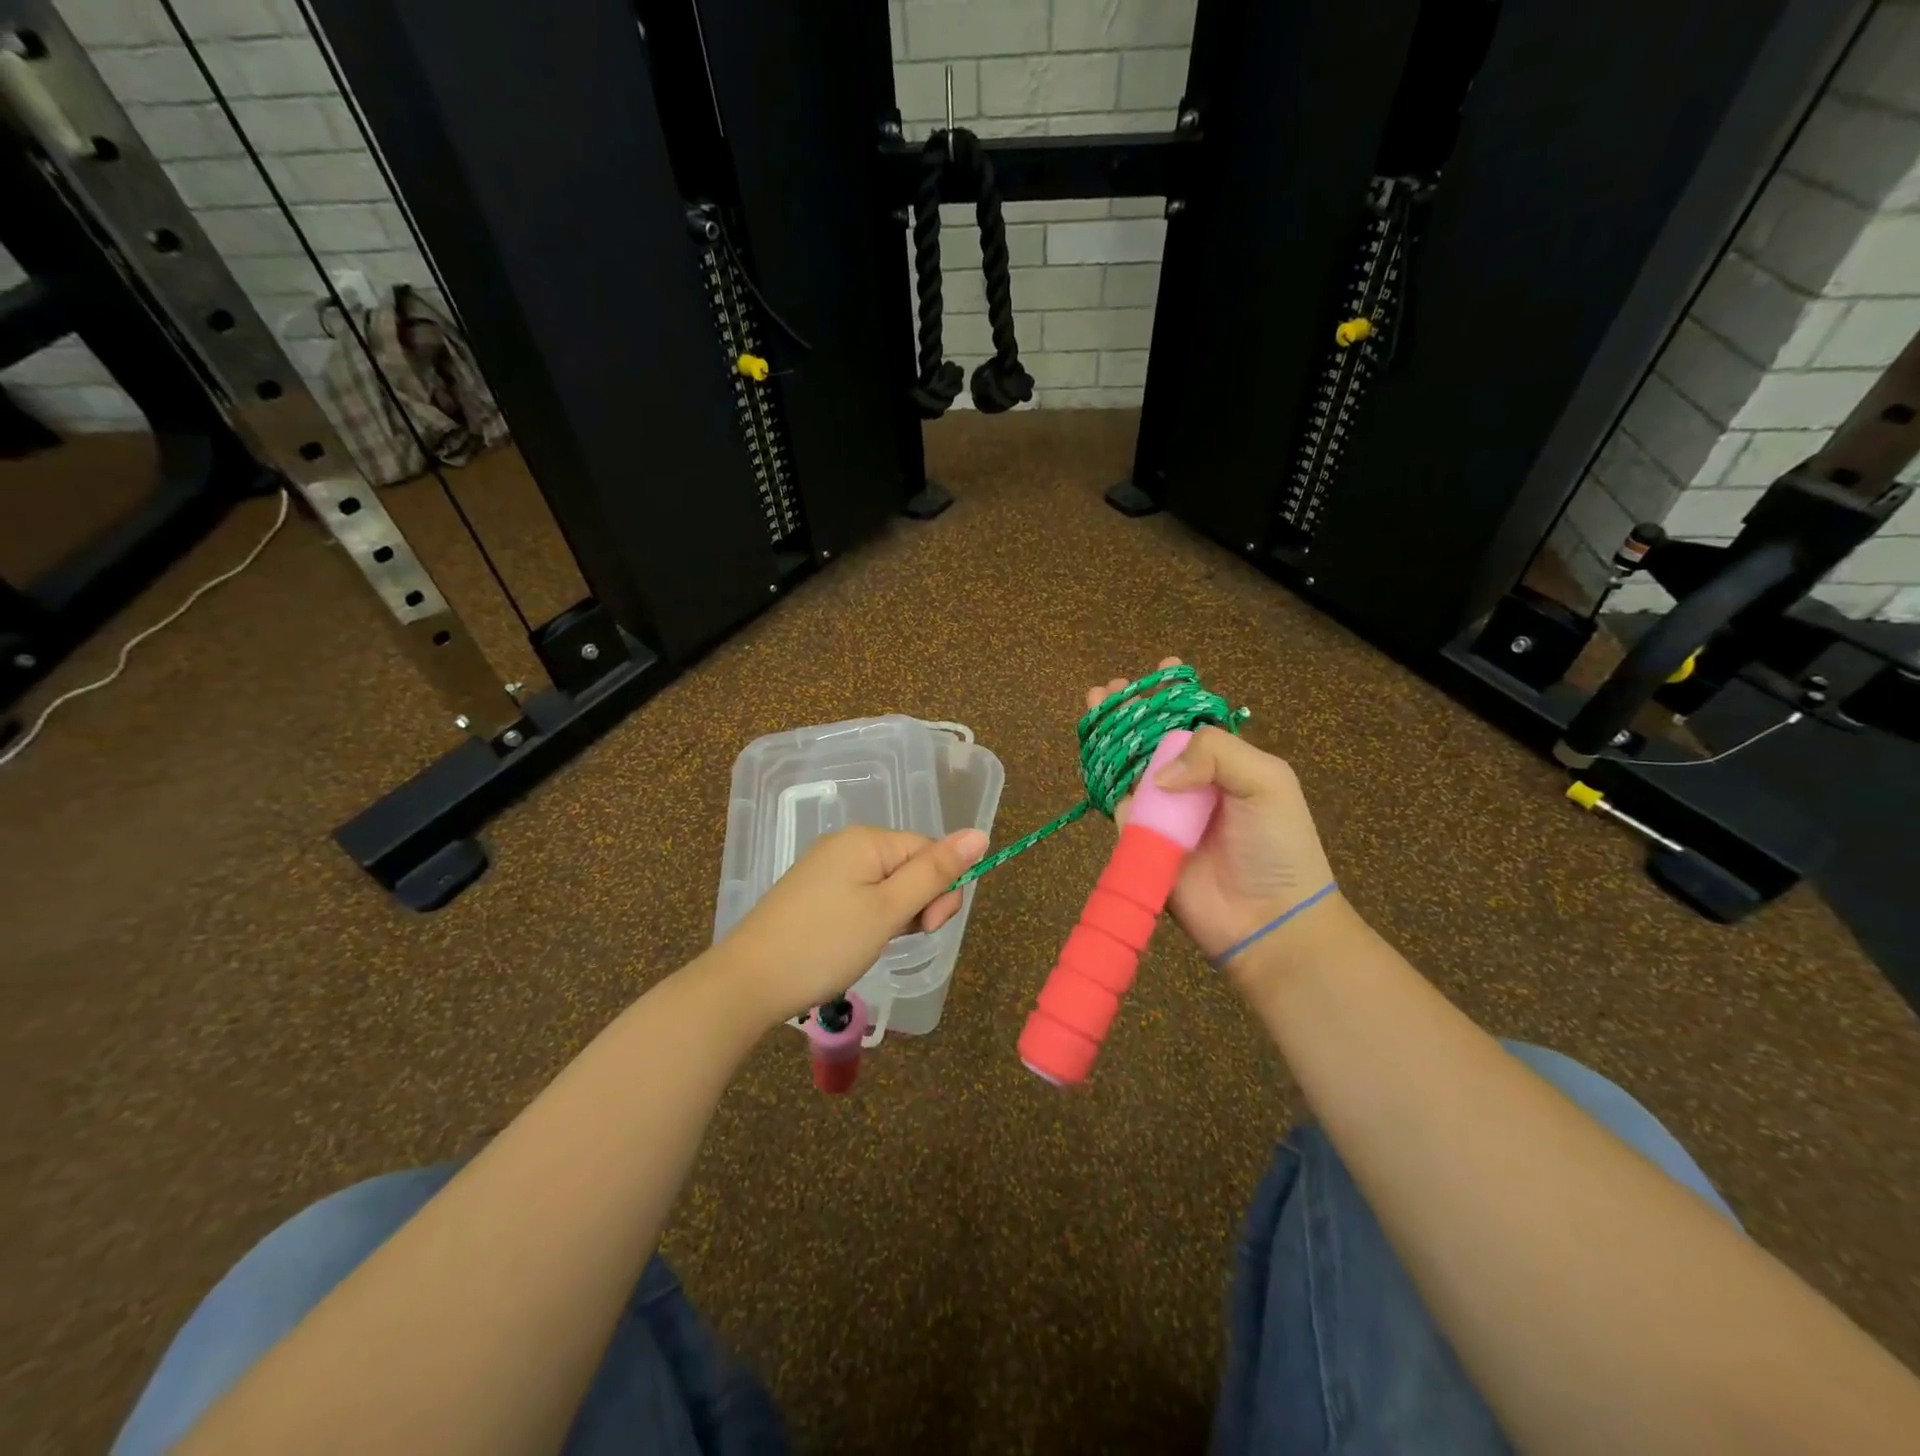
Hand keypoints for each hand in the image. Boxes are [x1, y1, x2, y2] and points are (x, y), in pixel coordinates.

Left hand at [719, 825, 987, 1024]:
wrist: (748, 982)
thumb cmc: (825, 944)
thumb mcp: (888, 910)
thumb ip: (935, 873)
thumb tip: (980, 833)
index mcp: (866, 840)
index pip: (929, 850)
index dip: (940, 889)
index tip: (928, 929)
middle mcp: (846, 845)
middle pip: (909, 865)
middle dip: (918, 903)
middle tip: (899, 938)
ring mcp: (826, 869)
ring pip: (887, 885)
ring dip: (895, 915)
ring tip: (872, 945)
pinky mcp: (813, 893)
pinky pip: (861, 897)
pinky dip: (870, 920)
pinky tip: (855, 944)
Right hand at [1087, 659, 1336, 986]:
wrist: (1266, 918)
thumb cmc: (1275, 844)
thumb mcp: (1267, 780)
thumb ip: (1215, 752)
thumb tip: (1157, 774)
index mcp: (1224, 764)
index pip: (1192, 721)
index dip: (1172, 697)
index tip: (1158, 669)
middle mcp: (1191, 783)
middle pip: (1151, 739)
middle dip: (1128, 712)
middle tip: (1107, 690)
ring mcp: (1164, 813)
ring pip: (1128, 769)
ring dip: (1108, 740)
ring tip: (1093, 709)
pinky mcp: (1142, 842)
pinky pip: (1120, 810)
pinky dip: (1108, 787)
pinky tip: (1098, 761)